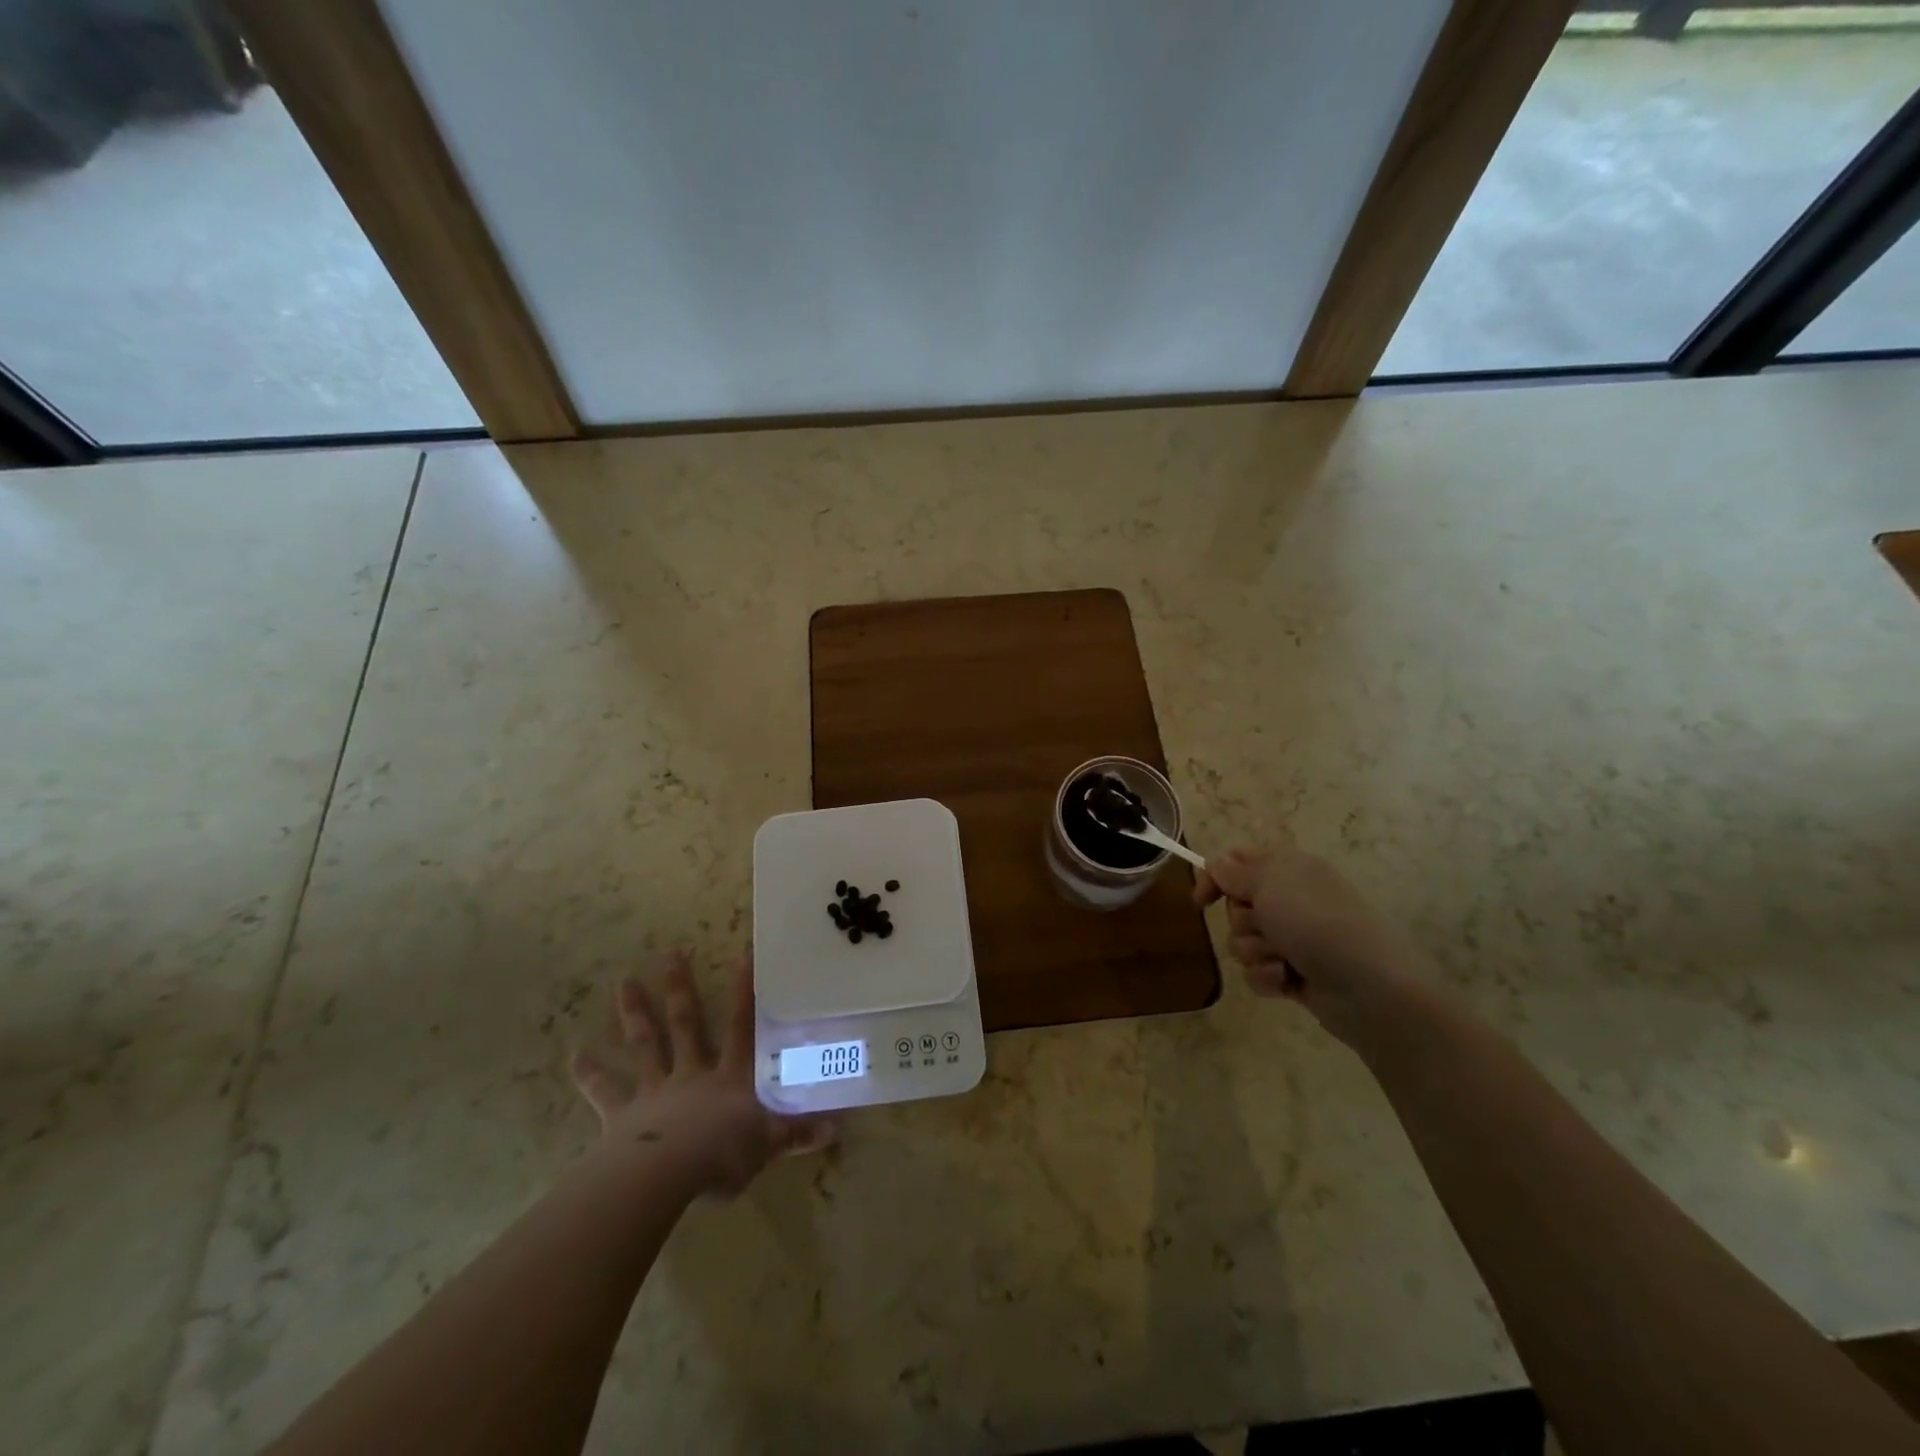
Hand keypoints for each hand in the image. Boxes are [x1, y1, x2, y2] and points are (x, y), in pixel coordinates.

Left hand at [570, 949, 830, 1197]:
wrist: (666, 1176)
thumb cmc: (722, 1155)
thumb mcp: (767, 1144)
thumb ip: (797, 1133)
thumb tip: (836, 1126)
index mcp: (729, 1077)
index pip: (742, 1026)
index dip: (745, 991)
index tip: (744, 954)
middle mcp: (692, 1073)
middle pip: (687, 1023)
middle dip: (680, 987)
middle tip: (670, 952)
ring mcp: (655, 1090)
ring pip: (646, 1044)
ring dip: (635, 1013)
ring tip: (623, 981)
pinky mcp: (623, 1114)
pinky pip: (606, 1091)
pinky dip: (590, 1073)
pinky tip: (574, 1054)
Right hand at [1195, 840, 1419, 1046]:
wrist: (1366, 986)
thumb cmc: (1315, 922)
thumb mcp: (1270, 882)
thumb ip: (1235, 872)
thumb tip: (1217, 866)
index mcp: (1289, 869)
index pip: (1237, 862)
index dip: (1215, 877)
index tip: (1201, 900)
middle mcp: (1291, 900)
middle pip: (1236, 906)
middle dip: (1242, 920)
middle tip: (1265, 926)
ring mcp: (1294, 939)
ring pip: (1243, 942)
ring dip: (1255, 952)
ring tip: (1282, 959)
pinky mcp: (1294, 974)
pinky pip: (1257, 972)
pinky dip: (1267, 977)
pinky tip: (1287, 981)